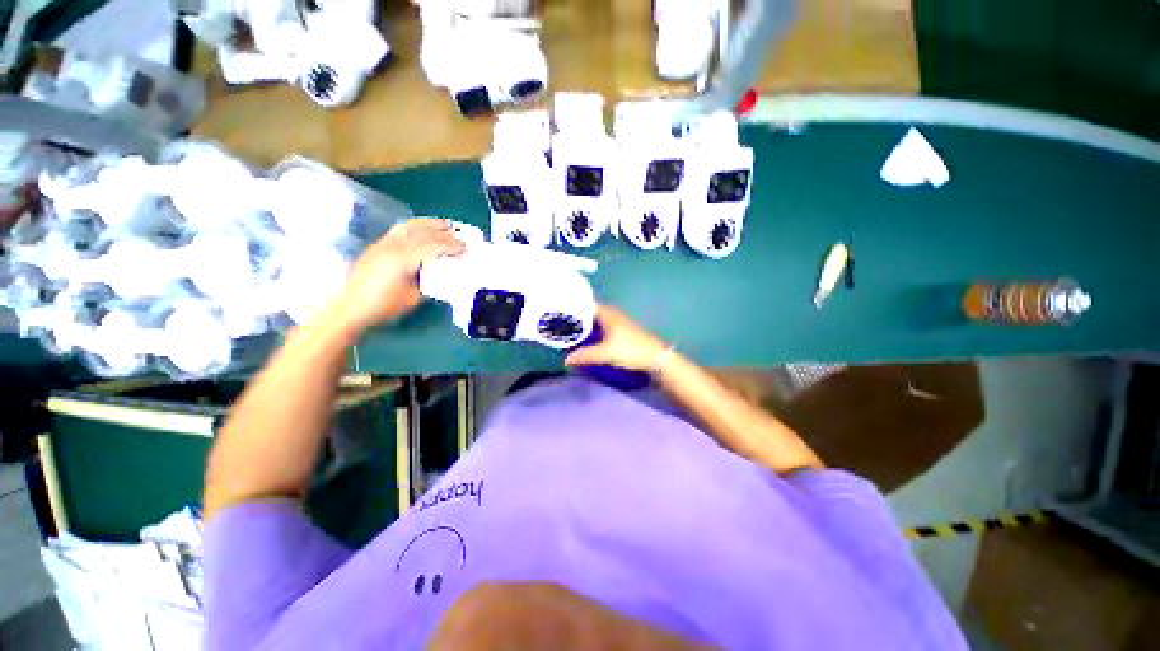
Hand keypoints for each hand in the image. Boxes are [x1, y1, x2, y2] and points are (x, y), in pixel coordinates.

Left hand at [328, 218, 464, 334]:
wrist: (347, 307)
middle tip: (462, 238)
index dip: (452, 246)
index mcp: (403, 259)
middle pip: (423, 232)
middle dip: (445, 233)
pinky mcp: (378, 245)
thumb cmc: (382, 306)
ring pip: (410, 225)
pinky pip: (401, 229)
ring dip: (430, 224)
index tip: (466, 249)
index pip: (433, 245)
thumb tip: (441, 273)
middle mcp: (393, 245)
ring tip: (445, 226)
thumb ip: (428, 282)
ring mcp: (383, 243)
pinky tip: (423, 230)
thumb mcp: (413, 298)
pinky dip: (417, 226)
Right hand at [565, 305, 670, 371]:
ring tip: (570, 331)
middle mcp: (613, 314)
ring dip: (586, 325)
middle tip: (561, 324)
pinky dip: (594, 331)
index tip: (559, 312)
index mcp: (608, 313)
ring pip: (597, 320)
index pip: (586, 304)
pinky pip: (603, 327)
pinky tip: (587, 339)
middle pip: (591, 312)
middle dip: (577, 317)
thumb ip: (585, 355)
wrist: (656, 358)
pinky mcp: (622, 331)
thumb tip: (566, 360)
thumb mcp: (606, 353)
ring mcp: (619, 322)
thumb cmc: (630, 350)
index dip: (573, 307)